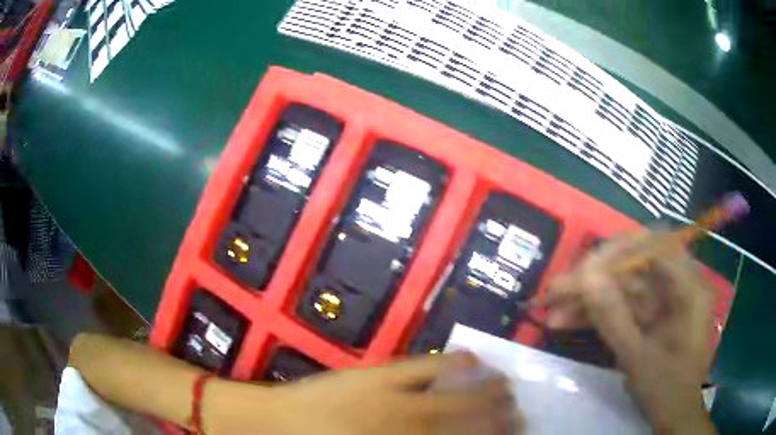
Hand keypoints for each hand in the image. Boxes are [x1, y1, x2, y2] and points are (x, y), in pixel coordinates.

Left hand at [202, 352, 517, 434]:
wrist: (275, 425)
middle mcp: (407, 428)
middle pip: (466, 425)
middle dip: (498, 421)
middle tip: (522, 415)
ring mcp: (393, 399)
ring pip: (453, 398)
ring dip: (485, 395)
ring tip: (510, 388)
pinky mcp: (377, 376)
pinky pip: (421, 369)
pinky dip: (449, 364)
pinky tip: (470, 358)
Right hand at [544, 233, 715, 434]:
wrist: (674, 416)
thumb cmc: (667, 390)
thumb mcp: (639, 359)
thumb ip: (613, 318)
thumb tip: (584, 277)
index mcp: (688, 288)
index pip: (654, 247)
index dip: (617, 252)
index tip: (582, 269)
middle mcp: (677, 286)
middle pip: (634, 266)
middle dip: (594, 278)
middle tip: (556, 290)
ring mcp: (662, 302)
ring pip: (622, 289)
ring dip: (589, 299)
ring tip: (550, 310)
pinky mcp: (649, 317)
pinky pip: (622, 308)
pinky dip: (596, 315)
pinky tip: (566, 322)